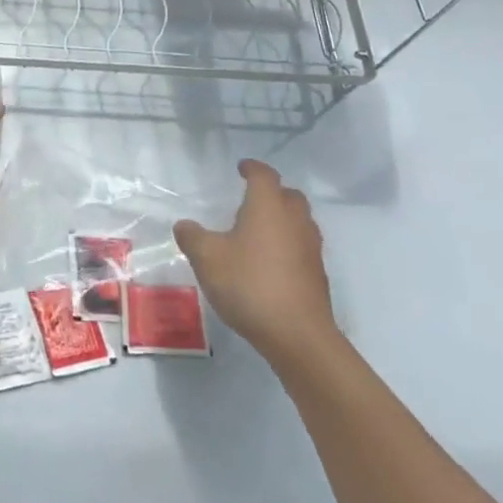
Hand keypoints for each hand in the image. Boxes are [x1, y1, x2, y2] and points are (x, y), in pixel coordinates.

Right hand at [173, 160, 335, 367]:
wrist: (297, 335)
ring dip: (282, 219)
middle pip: (289, 196)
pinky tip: (269, 262)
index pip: (264, 176)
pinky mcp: (316, 275)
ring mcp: (311, 249)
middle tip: (251, 199)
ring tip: (258, 230)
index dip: (252, 168)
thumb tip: (185, 225)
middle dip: (272, 192)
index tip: (242, 167)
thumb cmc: (249, 284)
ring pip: (299, 221)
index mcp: (268, 207)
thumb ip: (192, 237)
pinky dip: (287, 244)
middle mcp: (294, 221)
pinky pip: (302, 246)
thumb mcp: (206, 258)